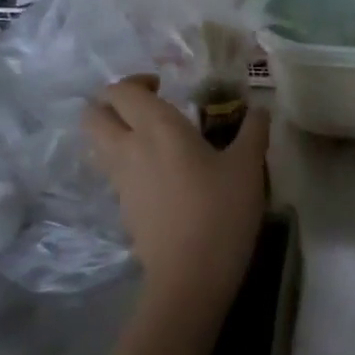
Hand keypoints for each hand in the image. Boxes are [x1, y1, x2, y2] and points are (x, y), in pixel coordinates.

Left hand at [83, 77, 269, 326]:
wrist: (191, 273)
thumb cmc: (222, 209)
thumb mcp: (249, 166)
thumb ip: (253, 130)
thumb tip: (260, 109)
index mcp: (157, 128)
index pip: (122, 90)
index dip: (137, 82)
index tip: (165, 88)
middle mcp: (128, 148)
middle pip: (94, 114)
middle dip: (113, 104)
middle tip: (147, 109)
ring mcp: (120, 180)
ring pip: (98, 144)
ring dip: (116, 132)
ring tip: (154, 140)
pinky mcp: (123, 206)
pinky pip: (114, 171)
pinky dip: (127, 162)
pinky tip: (161, 175)